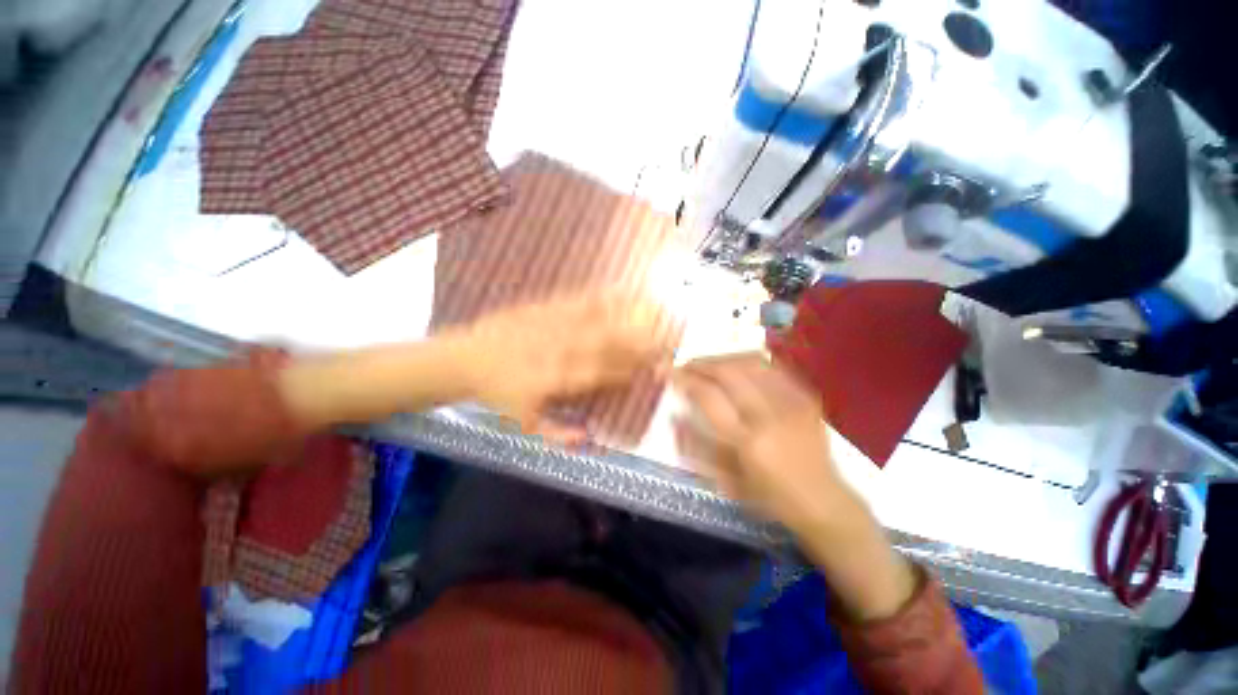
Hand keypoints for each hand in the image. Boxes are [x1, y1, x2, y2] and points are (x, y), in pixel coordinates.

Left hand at [461, 289, 674, 442]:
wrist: (465, 358)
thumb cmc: (497, 394)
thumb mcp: (523, 425)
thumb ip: (557, 434)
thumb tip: (588, 437)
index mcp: (559, 379)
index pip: (604, 374)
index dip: (633, 369)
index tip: (657, 364)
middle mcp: (562, 350)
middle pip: (608, 344)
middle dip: (642, 338)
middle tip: (670, 333)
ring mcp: (554, 326)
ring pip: (597, 320)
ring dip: (628, 314)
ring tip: (655, 307)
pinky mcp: (544, 309)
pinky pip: (576, 302)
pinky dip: (600, 296)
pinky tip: (618, 290)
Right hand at [673, 353, 917, 620]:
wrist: (824, 501)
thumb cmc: (769, 497)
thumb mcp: (726, 481)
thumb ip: (697, 446)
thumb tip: (673, 416)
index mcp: (748, 441)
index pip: (708, 396)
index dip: (684, 378)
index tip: (669, 372)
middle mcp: (770, 415)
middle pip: (728, 372)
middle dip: (701, 363)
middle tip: (686, 365)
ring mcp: (791, 402)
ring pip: (750, 362)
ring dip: (722, 358)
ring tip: (708, 364)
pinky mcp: (806, 397)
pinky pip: (772, 367)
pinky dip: (748, 361)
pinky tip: (737, 366)